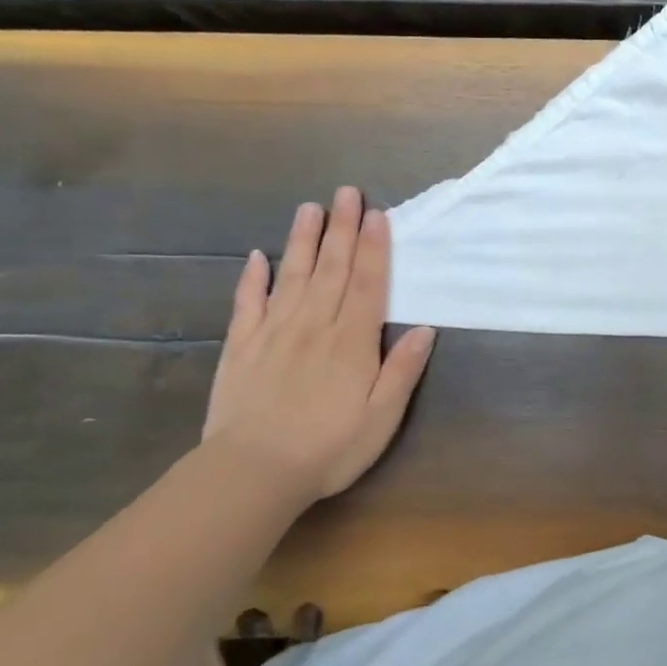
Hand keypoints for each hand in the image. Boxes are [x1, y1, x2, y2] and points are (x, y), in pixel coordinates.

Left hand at [203, 188, 435, 508]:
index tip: (377, 214)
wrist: (252, 473)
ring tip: (309, 208)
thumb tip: (426, 328)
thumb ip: (402, 370)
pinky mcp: (241, 347)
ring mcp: (273, 333)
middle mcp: (314, 326)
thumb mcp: (381, 418)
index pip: (367, 284)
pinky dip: (252, 278)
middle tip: (346, 192)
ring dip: (303, 240)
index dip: (374, 248)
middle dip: (341, 229)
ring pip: (292, 276)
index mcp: (351, 341)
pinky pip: (247, 304)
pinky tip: (256, 257)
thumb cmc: (328, 448)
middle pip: (331, 269)